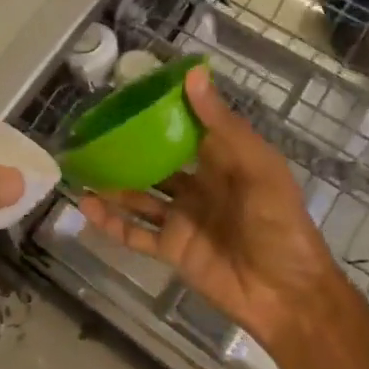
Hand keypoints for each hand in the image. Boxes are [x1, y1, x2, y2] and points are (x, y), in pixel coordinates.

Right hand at [77, 67, 350, 355]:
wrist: (287, 295)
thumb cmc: (280, 223)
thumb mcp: (258, 167)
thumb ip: (222, 124)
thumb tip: (194, 73)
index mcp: (223, 161)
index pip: (187, 128)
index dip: (161, 111)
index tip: (129, 93)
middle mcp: (199, 186)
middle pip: (157, 162)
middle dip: (128, 148)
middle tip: (93, 131)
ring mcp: (183, 218)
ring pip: (140, 195)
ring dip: (113, 183)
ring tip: (80, 166)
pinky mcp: (172, 249)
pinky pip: (135, 232)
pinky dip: (111, 221)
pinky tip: (86, 205)